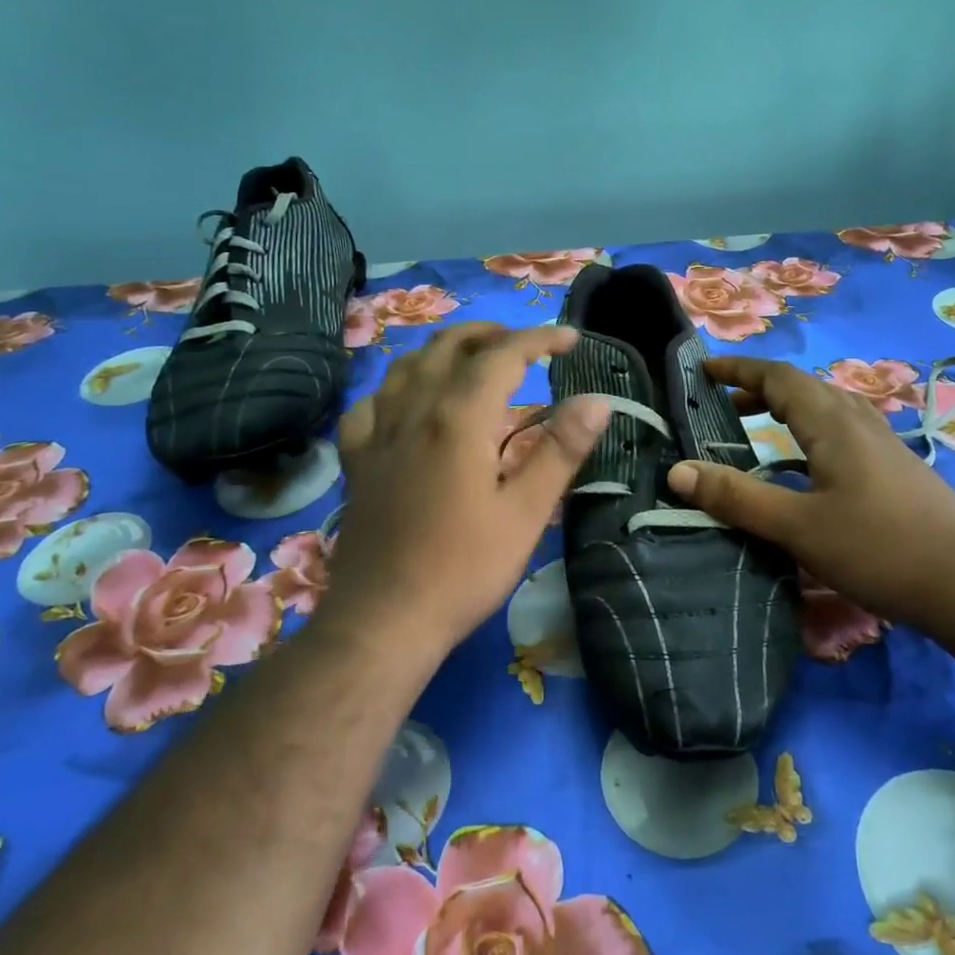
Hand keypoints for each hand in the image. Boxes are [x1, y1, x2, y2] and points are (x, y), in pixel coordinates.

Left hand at [323, 322, 609, 654]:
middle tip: (526, 344)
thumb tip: (597, 400)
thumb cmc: (463, 569)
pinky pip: (370, 404)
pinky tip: (407, 402)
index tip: (570, 339)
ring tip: (474, 359)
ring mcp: (377, 434)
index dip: (539, 339)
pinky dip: (396, 388)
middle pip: (449, 347)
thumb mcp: (525, 513)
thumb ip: (560, 451)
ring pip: (407, 366)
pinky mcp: (357, 461)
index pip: (502, 356)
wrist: (384, 620)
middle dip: (491, 334)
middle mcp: (413, 411)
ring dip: (445, 350)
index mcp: (457, 419)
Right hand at [666, 356, 954, 627]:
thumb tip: (677, 470)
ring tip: (755, 425)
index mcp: (833, 423)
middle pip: (803, 387)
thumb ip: (738, 498)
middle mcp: (859, 421)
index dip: (739, 369)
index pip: (779, 377)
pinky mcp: (895, 468)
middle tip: (721, 403)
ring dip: (786, 407)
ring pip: (825, 408)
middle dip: (758, 387)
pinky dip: (809, 431)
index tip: (703, 370)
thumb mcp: (798, 527)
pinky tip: (805, 466)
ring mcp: (883, 443)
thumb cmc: (880, 549)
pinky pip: (841, 431)